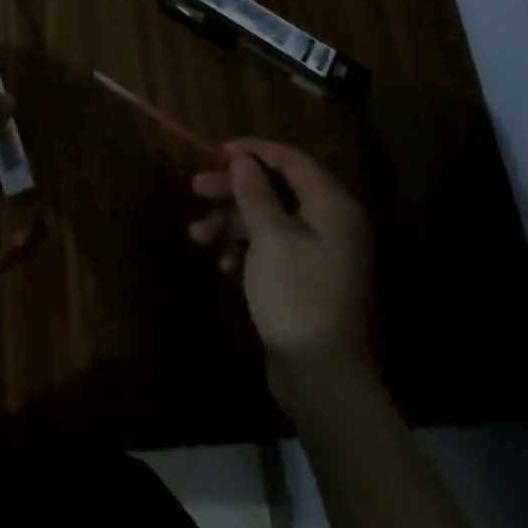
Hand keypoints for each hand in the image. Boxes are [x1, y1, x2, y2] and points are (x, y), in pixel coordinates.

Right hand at [189, 140, 374, 377]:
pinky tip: (223, 264)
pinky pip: (272, 248)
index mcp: (331, 204)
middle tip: (197, 188)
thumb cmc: (296, 293)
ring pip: (268, 220)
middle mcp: (330, 223)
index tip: (217, 152)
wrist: (322, 376)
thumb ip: (254, 191)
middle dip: (233, 189)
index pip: (290, 159)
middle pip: (275, 189)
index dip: (253, 151)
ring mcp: (318, 253)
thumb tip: (242, 159)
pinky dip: (245, 249)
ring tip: (197, 234)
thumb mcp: (269, 235)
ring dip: (231, 222)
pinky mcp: (305, 279)